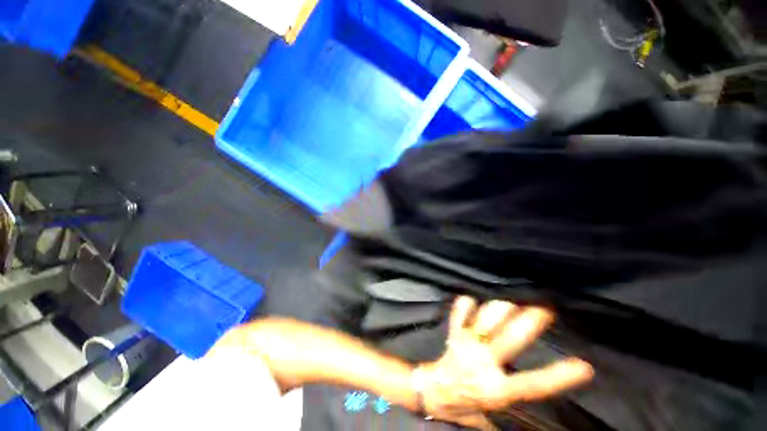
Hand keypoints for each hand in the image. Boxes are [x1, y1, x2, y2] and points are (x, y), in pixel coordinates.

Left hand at [417, 297, 593, 429]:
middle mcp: (483, 363)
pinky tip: (471, 293)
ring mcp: (466, 344)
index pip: (532, 384)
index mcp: (497, 389)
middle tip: (545, 304)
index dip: (557, 377)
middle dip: (527, 322)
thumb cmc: (463, 405)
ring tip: (513, 291)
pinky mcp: (454, 334)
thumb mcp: (489, 417)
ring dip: (499, 307)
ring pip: (485, 321)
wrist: (432, 392)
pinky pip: (458, 315)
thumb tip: (535, 424)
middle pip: (509, 341)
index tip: (584, 365)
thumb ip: (510, 415)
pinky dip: (464, 304)